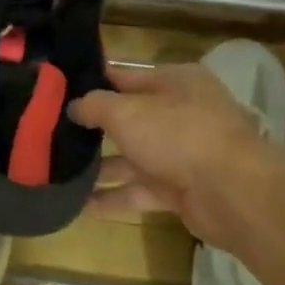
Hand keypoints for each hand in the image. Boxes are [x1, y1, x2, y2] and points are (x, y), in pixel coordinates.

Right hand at [70, 64, 284, 249]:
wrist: (232, 193)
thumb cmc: (177, 135)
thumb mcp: (126, 111)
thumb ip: (94, 106)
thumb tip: (73, 106)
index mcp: (175, 82)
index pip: (124, 77)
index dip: (92, 84)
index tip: (57, 92)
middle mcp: (181, 114)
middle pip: (128, 119)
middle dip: (93, 129)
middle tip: (51, 134)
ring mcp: (182, 154)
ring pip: (132, 158)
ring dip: (99, 167)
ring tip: (59, 173)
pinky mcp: (181, 190)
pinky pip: (139, 191)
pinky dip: (113, 198)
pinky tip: (80, 206)